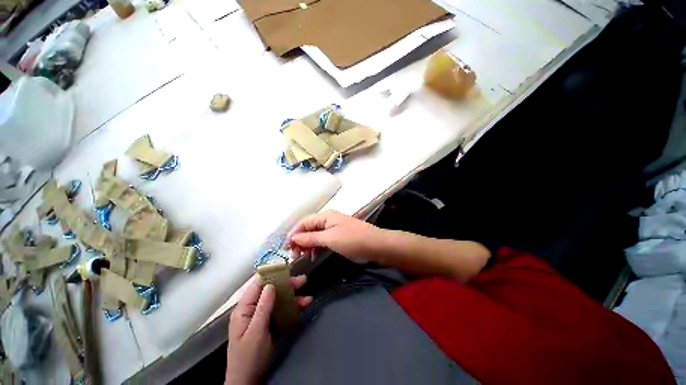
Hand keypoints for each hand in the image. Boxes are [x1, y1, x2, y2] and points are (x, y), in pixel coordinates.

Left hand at [225, 275, 311, 384]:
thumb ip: (262, 308)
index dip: (272, 275)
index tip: (288, 270)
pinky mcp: (269, 323)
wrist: (247, 382)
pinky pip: (281, 310)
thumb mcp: (256, 332)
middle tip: (303, 281)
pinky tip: (303, 307)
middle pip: (271, 290)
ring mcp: (261, 316)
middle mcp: (252, 309)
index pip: (258, 284)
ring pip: (278, 300)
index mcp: (244, 308)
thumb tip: (271, 285)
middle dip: (287, 285)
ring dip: (293, 298)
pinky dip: (292, 308)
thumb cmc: (248, 358)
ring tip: (308, 298)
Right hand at [285, 210, 383, 261]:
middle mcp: (328, 220)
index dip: (293, 234)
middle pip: (309, 228)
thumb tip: (293, 238)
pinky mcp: (339, 236)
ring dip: (308, 245)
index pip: (304, 222)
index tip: (285, 248)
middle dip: (300, 240)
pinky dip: (317, 247)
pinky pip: (324, 240)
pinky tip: (314, 255)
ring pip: (316, 235)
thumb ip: (310, 238)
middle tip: (294, 255)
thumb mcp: (330, 239)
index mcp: (325, 216)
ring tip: (303, 257)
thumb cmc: (352, 240)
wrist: (376, 245)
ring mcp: (334, 228)